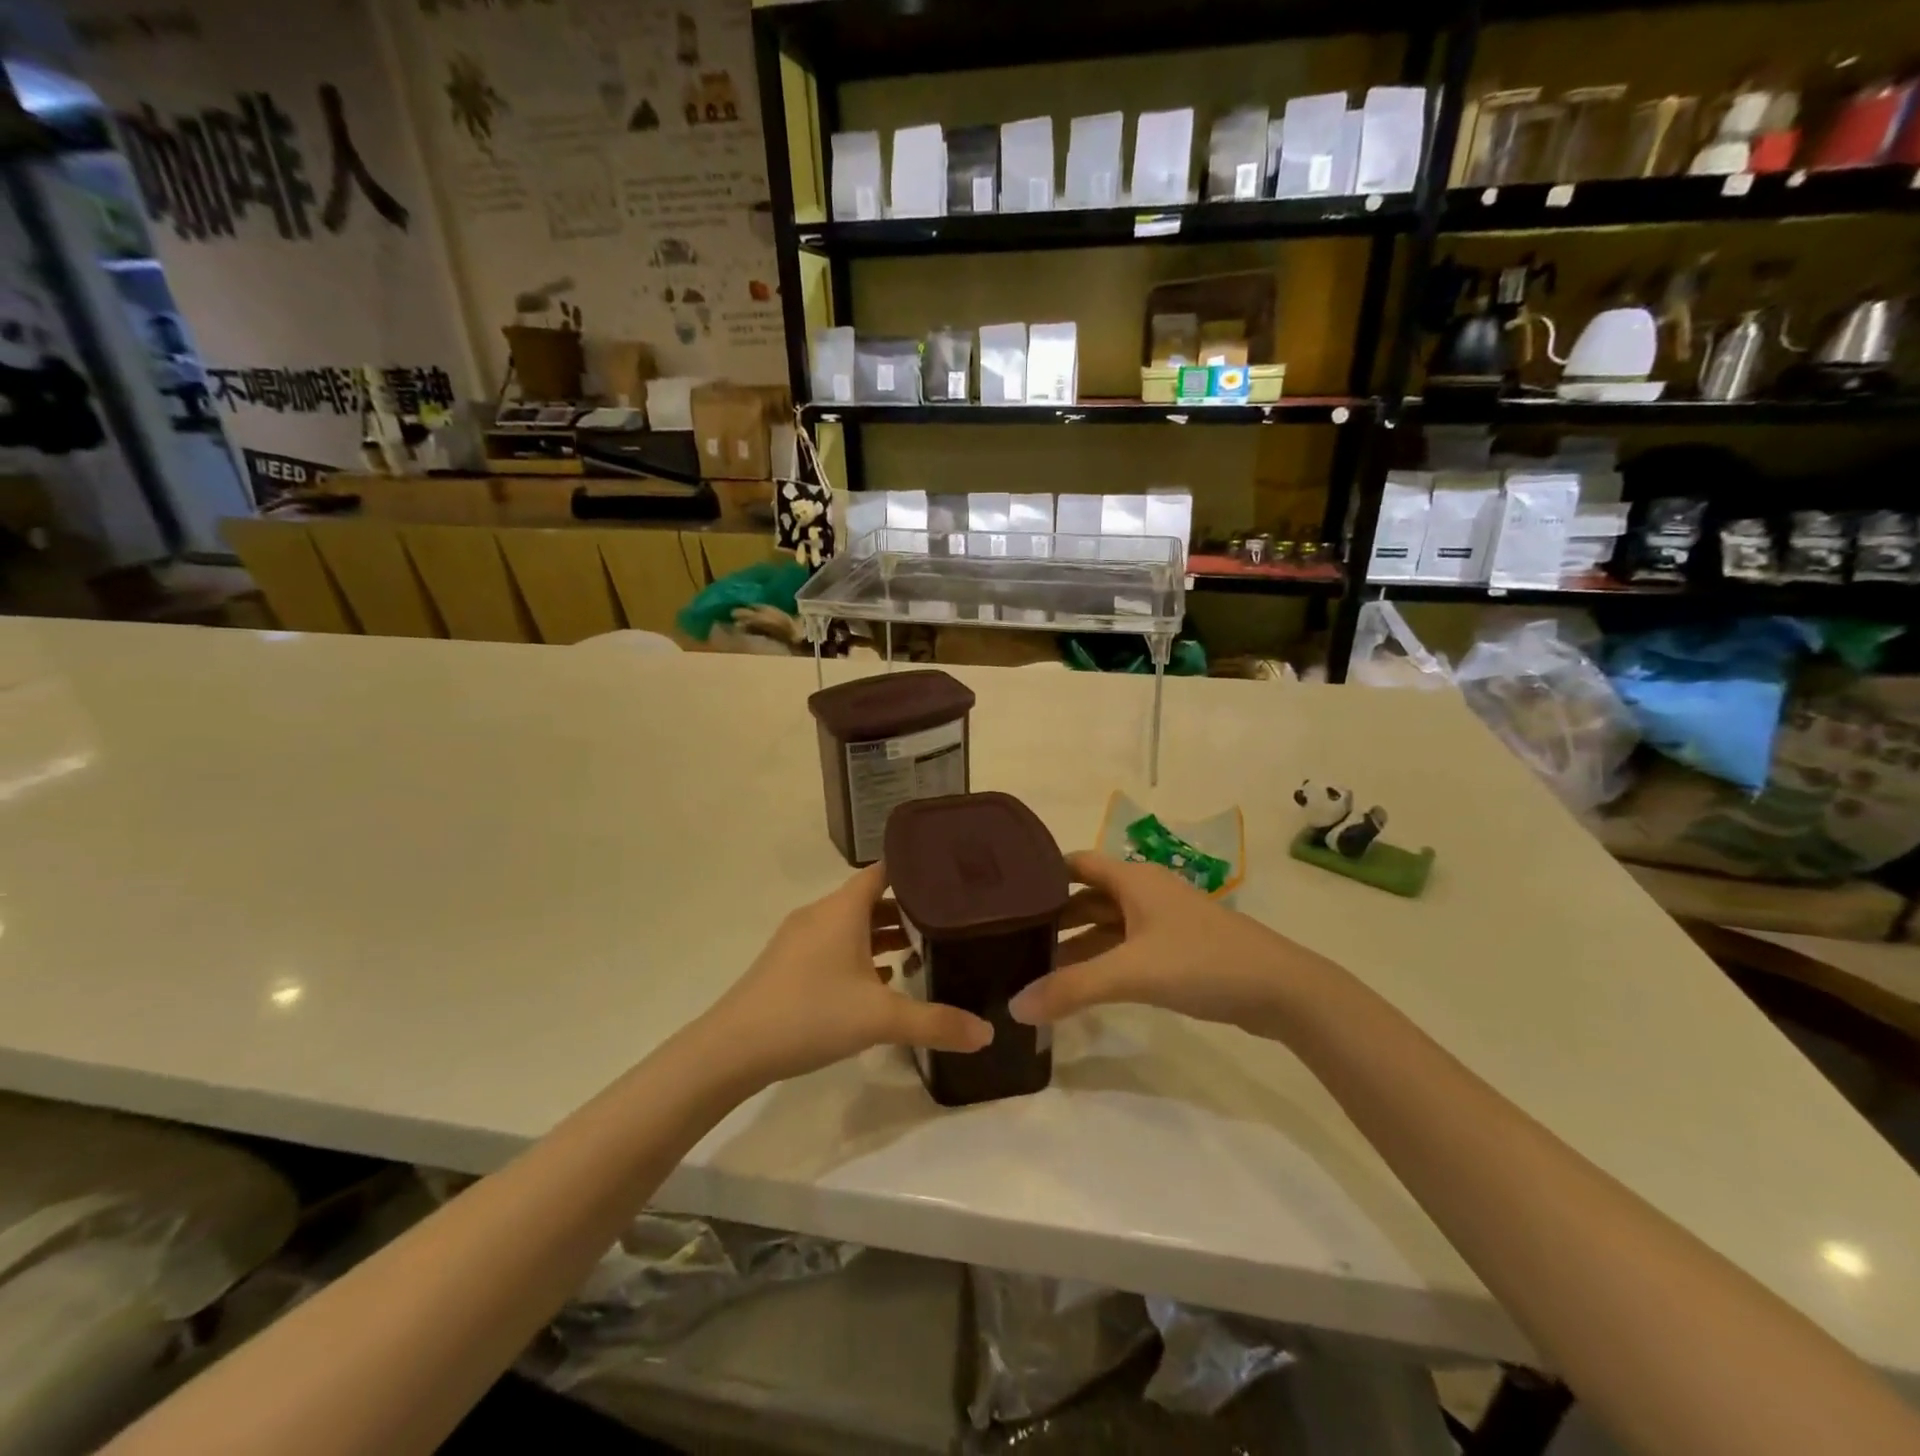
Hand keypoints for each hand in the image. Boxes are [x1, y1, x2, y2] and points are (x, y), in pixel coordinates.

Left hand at [701, 863, 993, 1086]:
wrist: (732, 1049)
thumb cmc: (810, 1014)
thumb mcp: (880, 1019)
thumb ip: (936, 1023)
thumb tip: (988, 1033)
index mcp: (843, 908)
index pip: (886, 870)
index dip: (918, 870)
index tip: (952, 877)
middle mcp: (822, 914)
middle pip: (872, 898)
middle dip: (909, 909)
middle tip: (950, 921)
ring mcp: (801, 938)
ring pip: (853, 925)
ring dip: (884, 935)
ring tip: (922, 952)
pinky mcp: (790, 964)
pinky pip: (836, 946)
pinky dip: (861, 955)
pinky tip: (881, 983)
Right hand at [1012, 851, 1327, 1037]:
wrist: (1281, 990)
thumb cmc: (1202, 962)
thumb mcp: (1131, 973)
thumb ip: (1072, 989)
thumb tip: (1013, 1007)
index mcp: (1132, 879)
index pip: (1074, 864)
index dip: (1041, 876)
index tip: (1004, 896)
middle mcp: (1143, 892)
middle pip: (1087, 897)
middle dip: (1053, 918)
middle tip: (1011, 940)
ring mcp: (1162, 921)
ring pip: (1106, 926)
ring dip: (1076, 944)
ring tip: (1036, 970)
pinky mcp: (1176, 950)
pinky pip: (1125, 948)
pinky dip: (1101, 961)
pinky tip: (1081, 986)